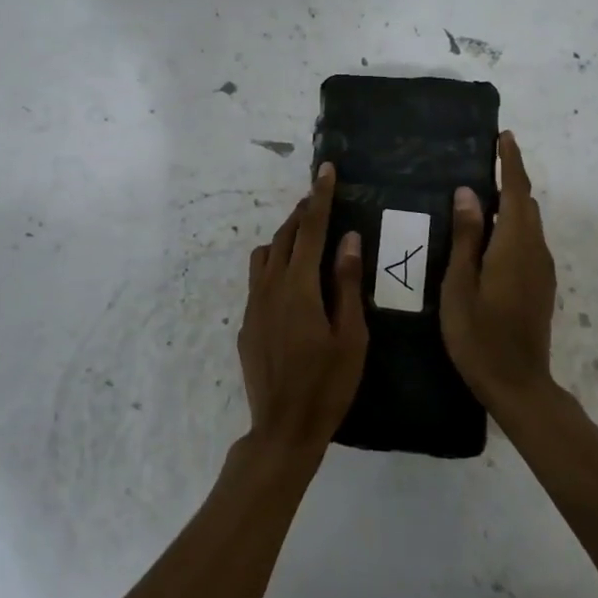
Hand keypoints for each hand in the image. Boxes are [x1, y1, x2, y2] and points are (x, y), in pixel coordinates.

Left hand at [237, 164, 368, 452]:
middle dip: (303, 213)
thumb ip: (346, 283)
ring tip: (307, 239)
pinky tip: (292, 282)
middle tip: (321, 199)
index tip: (325, 170)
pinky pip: (259, 279)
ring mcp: (254, 304)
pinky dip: (275, 265)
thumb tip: (348, 239)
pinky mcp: (247, 322)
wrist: (283, 428)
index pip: (311, 229)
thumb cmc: (328, 384)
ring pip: (266, 255)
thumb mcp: (351, 335)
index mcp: (299, 286)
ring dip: (286, 238)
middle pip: (286, 236)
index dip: (320, 198)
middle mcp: (271, 286)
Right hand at [440, 131, 558, 414]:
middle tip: (482, 163)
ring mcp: (541, 270)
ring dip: (509, 204)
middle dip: (509, 180)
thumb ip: (465, 237)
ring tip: (479, 196)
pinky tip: (488, 237)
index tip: (504, 136)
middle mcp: (534, 251)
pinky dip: (511, 226)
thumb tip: (468, 193)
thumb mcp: (460, 285)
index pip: (515, 192)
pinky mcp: (539, 286)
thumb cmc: (479, 335)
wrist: (518, 384)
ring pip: (527, 224)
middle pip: (525, 204)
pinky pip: (527, 242)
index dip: (510, 162)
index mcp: (514, 245)